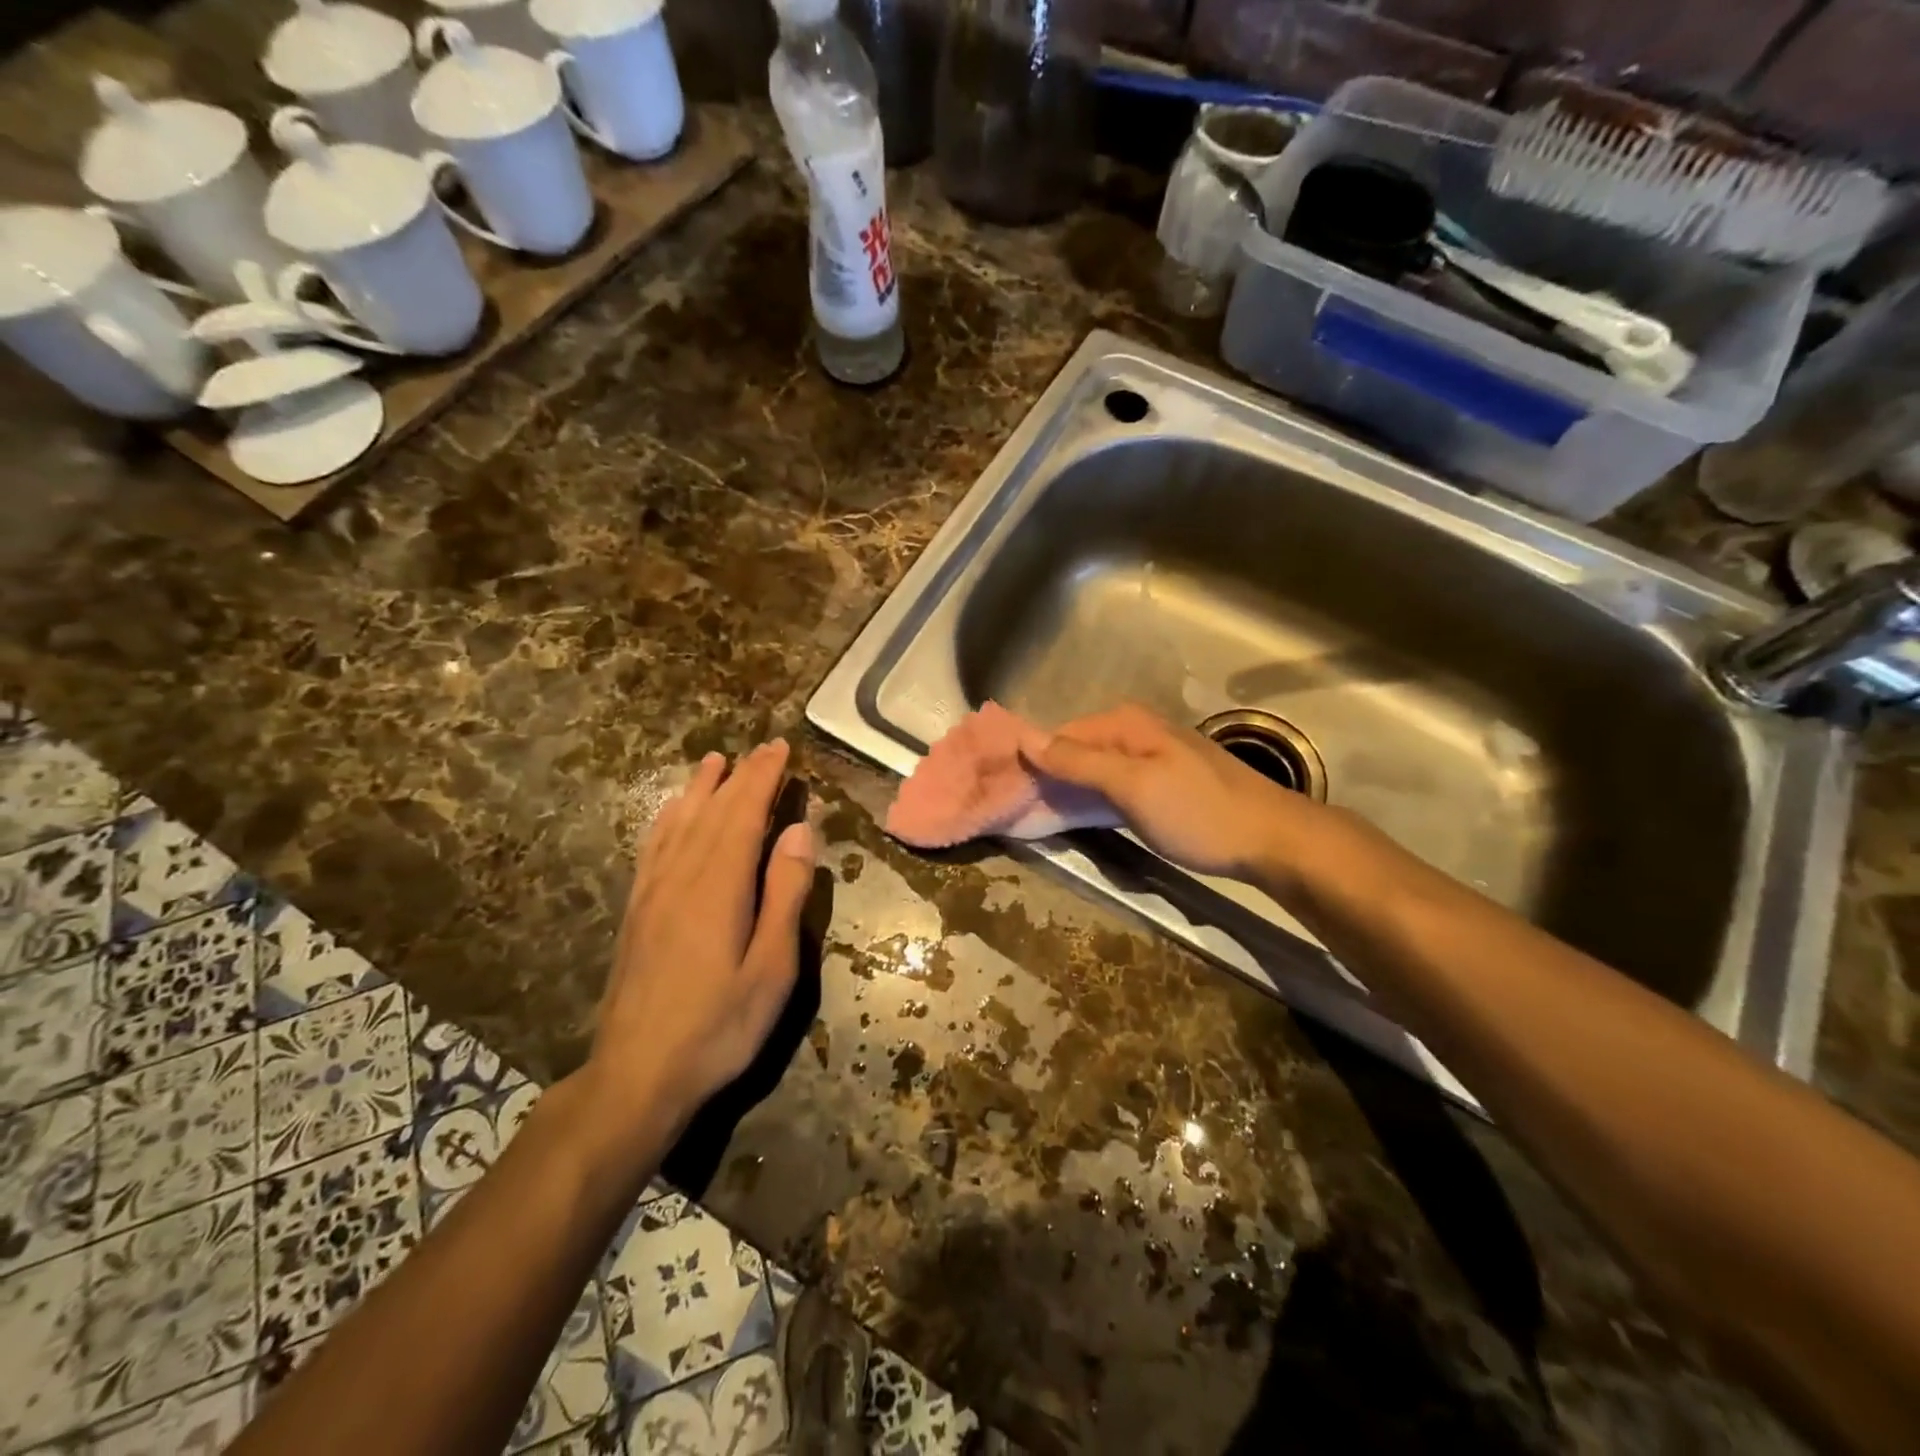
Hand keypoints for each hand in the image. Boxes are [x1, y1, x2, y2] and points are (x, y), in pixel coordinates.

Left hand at [586, 740, 814, 1137]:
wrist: (636, 1075)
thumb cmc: (718, 1027)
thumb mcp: (771, 968)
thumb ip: (785, 895)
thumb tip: (798, 832)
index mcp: (719, 886)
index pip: (744, 814)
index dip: (763, 777)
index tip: (780, 747)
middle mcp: (682, 876)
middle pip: (713, 811)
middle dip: (739, 776)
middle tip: (761, 748)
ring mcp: (653, 892)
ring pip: (679, 823)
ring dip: (700, 788)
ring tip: (714, 761)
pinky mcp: (637, 911)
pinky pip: (653, 848)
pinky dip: (667, 818)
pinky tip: (672, 812)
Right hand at [1024, 703, 1322, 881]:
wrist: (1272, 839)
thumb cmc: (1199, 812)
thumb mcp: (1132, 786)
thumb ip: (1078, 761)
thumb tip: (1025, 737)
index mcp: (1125, 723)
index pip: (1058, 735)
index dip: (1030, 761)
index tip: (1003, 792)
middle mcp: (1135, 731)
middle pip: (1075, 750)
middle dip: (1046, 776)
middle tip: (1016, 810)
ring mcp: (1151, 757)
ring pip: (1093, 769)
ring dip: (1067, 790)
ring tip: (1037, 816)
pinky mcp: (1162, 783)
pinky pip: (1112, 785)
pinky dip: (1092, 799)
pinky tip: (1078, 817)